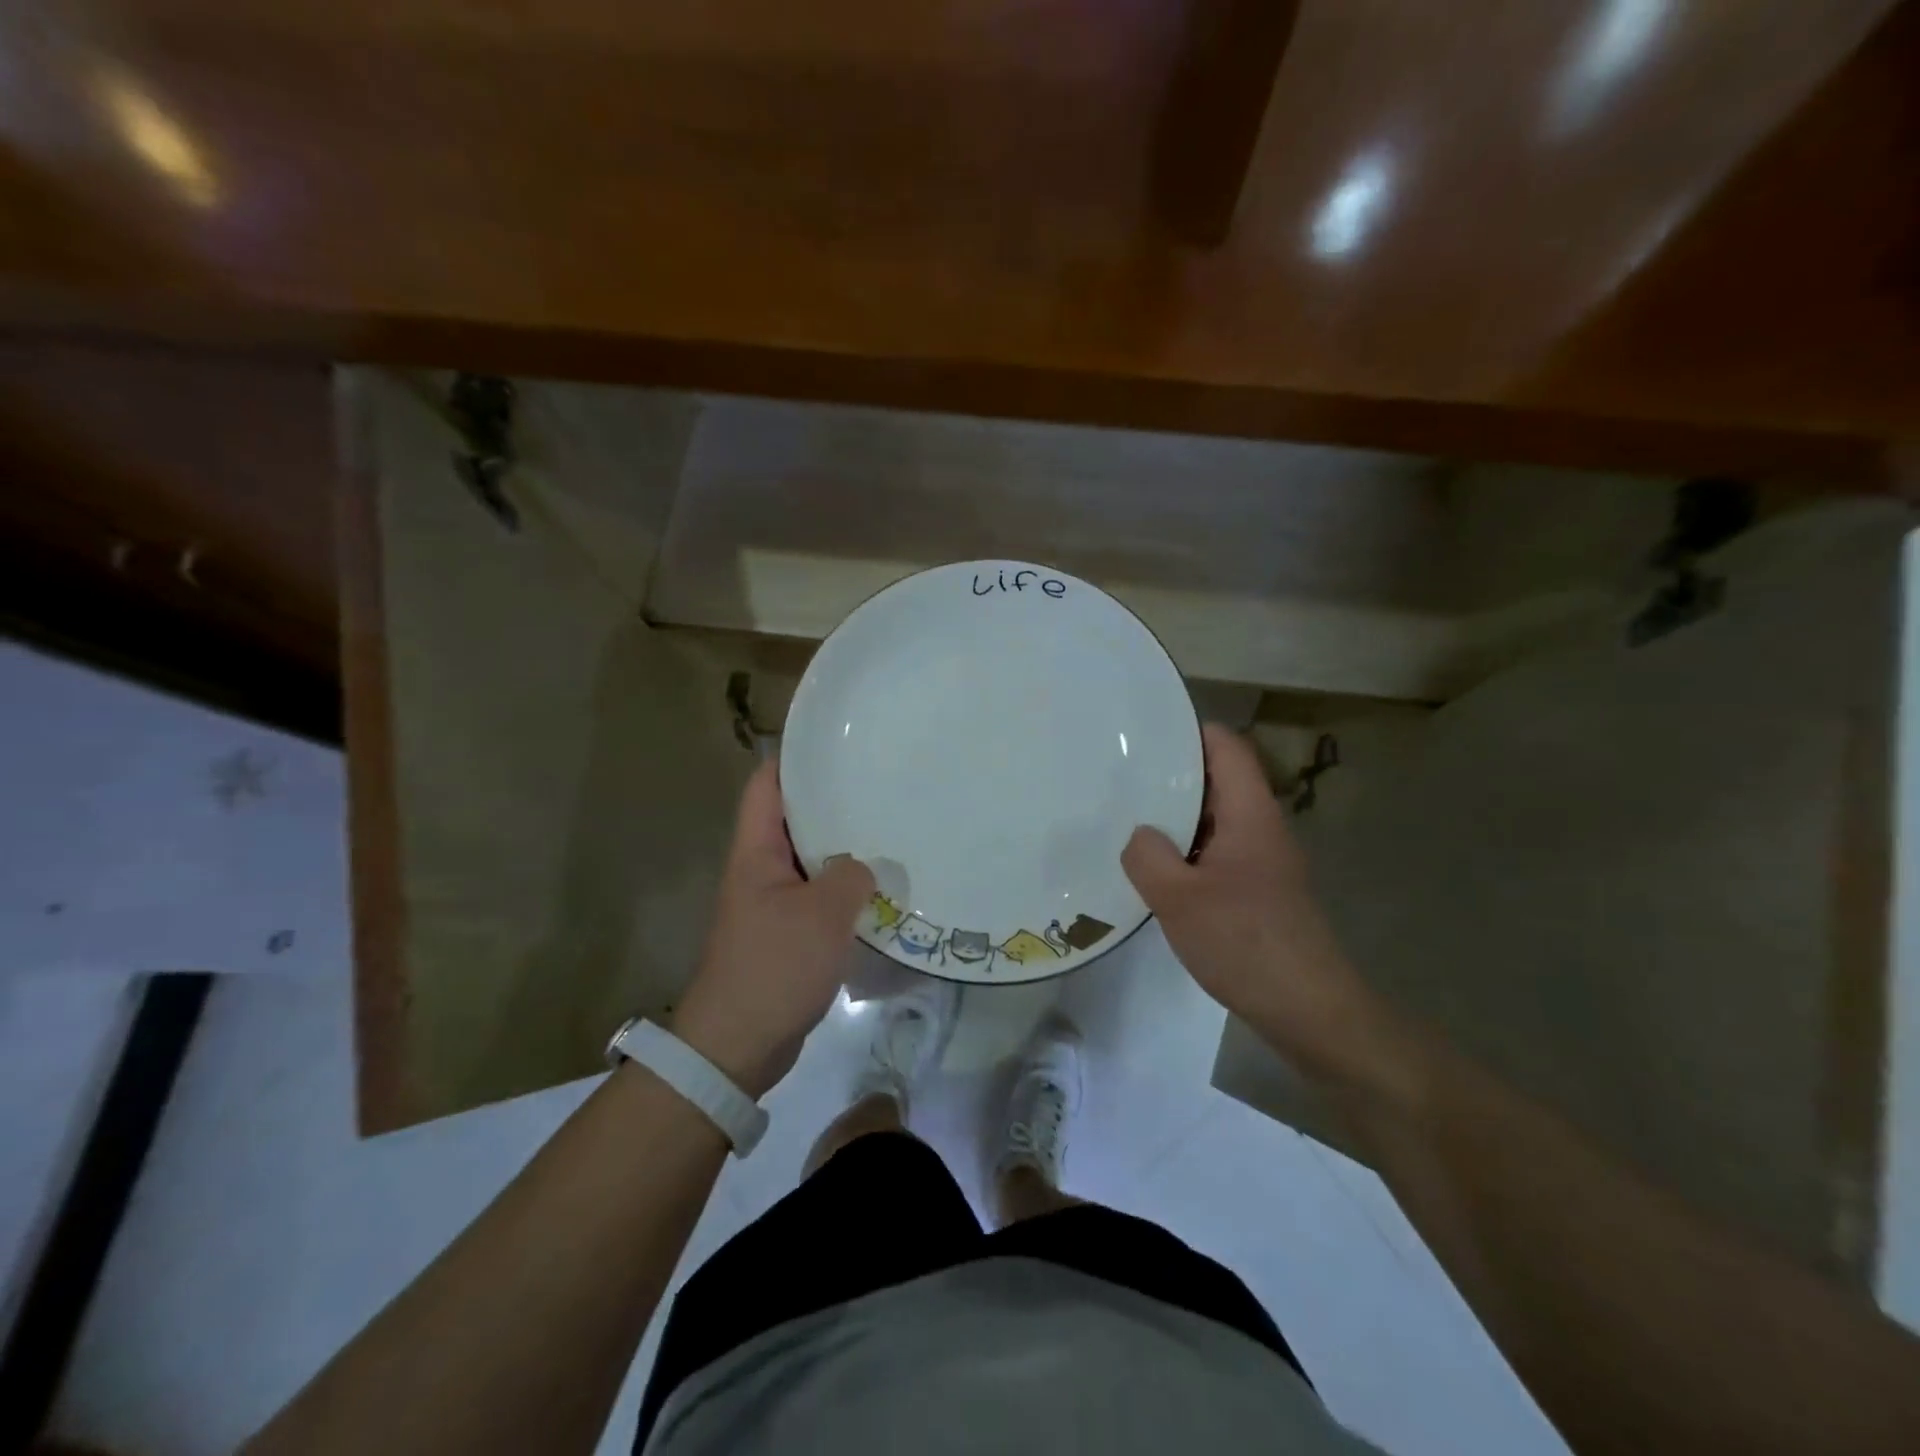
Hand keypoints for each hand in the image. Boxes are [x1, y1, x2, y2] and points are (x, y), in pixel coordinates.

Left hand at [671, 759, 874, 1097]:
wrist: (738, 1044)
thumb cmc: (774, 966)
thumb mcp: (822, 915)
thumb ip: (851, 876)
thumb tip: (866, 865)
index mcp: (756, 852)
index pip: (766, 786)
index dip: (793, 758)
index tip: (835, 744)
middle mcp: (760, 869)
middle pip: (792, 819)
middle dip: (831, 801)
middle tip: (878, 785)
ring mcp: (772, 902)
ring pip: (809, 859)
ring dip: (842, 848)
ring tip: (887, 829)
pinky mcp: (786, 932)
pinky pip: (817, 895)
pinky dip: (843, 888)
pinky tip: (879, 888)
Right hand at [1122, 724, 1400, 1093]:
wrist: (1311, 1011)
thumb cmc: (1246, 943)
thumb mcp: (1179, 898)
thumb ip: (1148, 856)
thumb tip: (1140, 835)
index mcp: (1250, 814)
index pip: (1226, 747)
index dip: (1189, 732)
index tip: (1144, 735)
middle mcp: (1261, 829)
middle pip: (1218, 781)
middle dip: (1171, 776)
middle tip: (1120, 779)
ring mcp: (1262, 863)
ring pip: (1214, 821)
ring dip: (1176, 819)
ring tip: (1126, 820)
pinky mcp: (1258, 894)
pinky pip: (1216, 855)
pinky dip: (1185, 853)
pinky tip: (1154, 873)